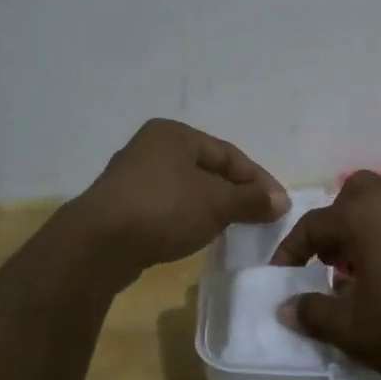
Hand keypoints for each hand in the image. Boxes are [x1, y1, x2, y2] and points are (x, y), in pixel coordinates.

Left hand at [71, 119, 288, 273]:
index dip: (257, 179)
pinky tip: (198, 235)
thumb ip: (251, 200)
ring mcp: (133, 178)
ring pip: (186, 189)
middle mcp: (151, 148)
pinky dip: (188, 218)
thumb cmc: (164, 209)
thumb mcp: (216, 203)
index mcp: (173, 134)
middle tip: (259, 216)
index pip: (228, 153)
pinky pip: (167, 207)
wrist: (99, 245)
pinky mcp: (122, 207)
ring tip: (233, 228)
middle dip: (235, 192)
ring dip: (212, 207)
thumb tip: (282, 202)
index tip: (279, 205)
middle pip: (207, 170)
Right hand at [270, 173, 380, 379]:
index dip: (292, 251)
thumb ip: (314, 314)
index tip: (282, 277)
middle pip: (354, 197)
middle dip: (336, 225)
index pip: (314, 225)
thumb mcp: (354, 330)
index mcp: (364, 215)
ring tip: (366, 262)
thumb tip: (287, 307)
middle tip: (330, 262)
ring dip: (370, 223)